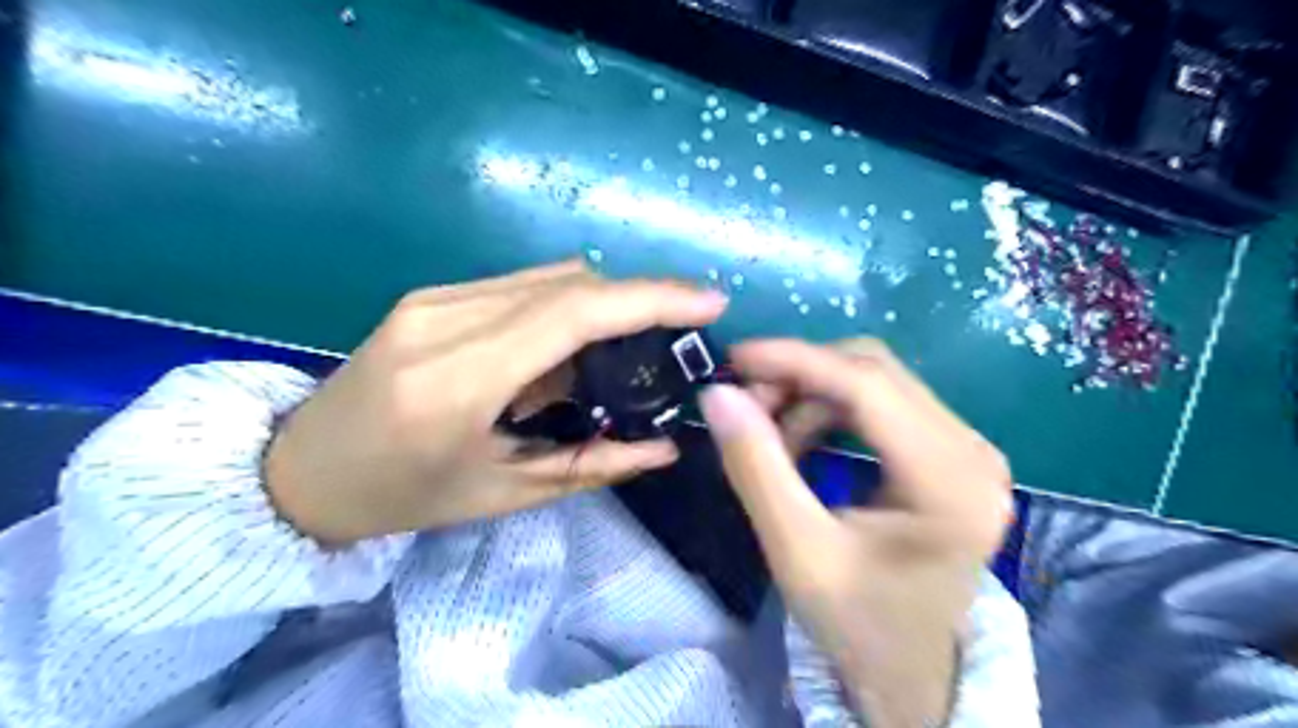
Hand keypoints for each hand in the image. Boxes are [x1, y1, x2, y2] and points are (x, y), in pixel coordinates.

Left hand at [261, 260, 729, 544]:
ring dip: (603, 303)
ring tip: (631, 346)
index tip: (709, 303)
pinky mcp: (431, 296)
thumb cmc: (402, 498)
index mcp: (457, 381)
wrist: (298, 471)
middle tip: (678, 335)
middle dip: (637, 300)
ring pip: (549, 277)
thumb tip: (666, 447)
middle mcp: (444, 320)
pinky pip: (521, 286)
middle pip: (569, 283)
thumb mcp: (503, 494)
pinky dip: (566, 306)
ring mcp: (433, 299)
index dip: (650, 299)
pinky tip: (573, 346)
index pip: (573, 313)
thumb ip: (593, 465)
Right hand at [699, 339, 1012, 725]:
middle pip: (875, 372)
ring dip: (812, 395)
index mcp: (950, 482)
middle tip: (745, 405)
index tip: (735, 357)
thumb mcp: (796, 552)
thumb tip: (717, 394)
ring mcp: (967, 448)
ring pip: (875, 381)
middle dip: (800, 377)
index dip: (796, 360)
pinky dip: (830, 410)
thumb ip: (756, 468)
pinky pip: (881, 403)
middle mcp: (973, 451)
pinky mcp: (950, 452)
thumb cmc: (857, 623)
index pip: (868, 386)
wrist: (909, 671)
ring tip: (770, 437)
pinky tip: (802, 442)